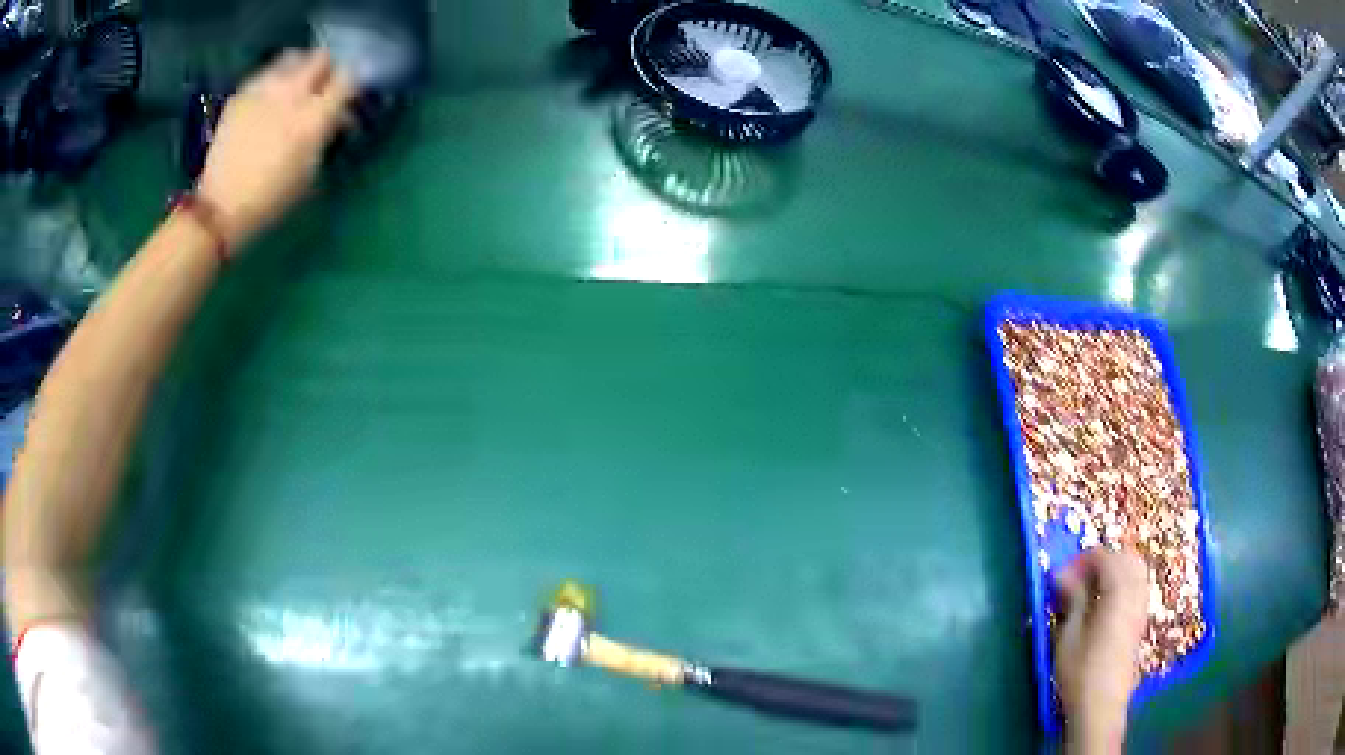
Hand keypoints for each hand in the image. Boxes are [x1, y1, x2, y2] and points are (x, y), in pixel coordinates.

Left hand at [196, 49, 356, 249]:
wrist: (219, 209)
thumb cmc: (270, 201)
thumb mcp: (310, 174)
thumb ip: (325, 135)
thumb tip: (336, 117)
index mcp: (315, 117)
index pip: (348, 79)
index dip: (350, 85)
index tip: (346, 98)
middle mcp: (293, 93)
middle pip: (321, 58)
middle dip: (325, 70)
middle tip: (320, 89)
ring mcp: (264, 89)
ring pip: (293, 58)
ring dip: (298, 69)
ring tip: (292, 89)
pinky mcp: (242, 93)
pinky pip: (266, 73)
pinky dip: (273, 80)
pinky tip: (267, 101)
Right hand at [1054, 548, 1149, 753]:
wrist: (1101, 706)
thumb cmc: (1080, 673)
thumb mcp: (1069, 636)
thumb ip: (1073, 599)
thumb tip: (1062, 573)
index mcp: (1117, 594)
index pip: (1105, 558)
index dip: (1083, 559)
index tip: (1062, 575)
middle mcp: (1135, 594)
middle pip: (1125, 558)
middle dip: (1102, 560)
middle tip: (1077, 578)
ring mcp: (1141, 607)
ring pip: (1135, 571)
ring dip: (1115, 570)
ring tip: (1090, 588)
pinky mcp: (1141, 621)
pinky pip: (1138, 587)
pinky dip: (1123, 583)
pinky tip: (1105, 603)